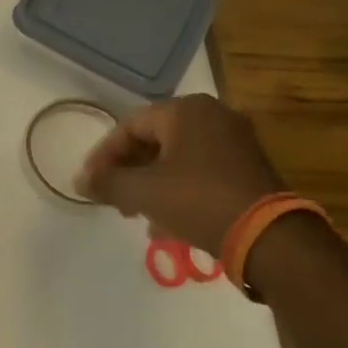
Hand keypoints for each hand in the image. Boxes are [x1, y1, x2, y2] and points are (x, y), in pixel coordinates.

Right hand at [74, 94, 287, 254]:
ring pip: (175, 159)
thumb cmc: (197, 200)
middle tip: (111, 197)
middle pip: (153, 140)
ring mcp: (235, 142)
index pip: (129, 125)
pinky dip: (176, 190)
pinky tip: (165, 222)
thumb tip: (80, 182)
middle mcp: (213, 117)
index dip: (103, 154)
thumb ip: (107, 183)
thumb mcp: (142, 191)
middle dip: (127, 170)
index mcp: (186, 111)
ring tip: (135, 213)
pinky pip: (199, 172)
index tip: (90, 183)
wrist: (267, 236)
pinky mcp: (247, 168)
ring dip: (149, 184)